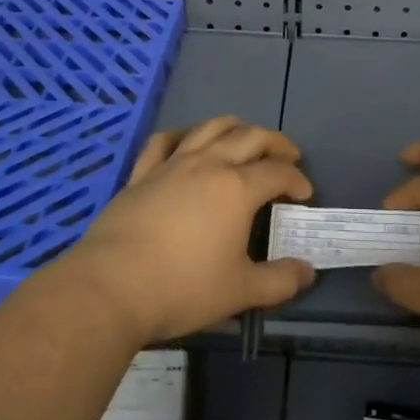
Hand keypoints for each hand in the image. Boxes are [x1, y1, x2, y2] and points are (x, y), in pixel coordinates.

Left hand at [59, 116, 316, 344]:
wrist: (111, 287)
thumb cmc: (182, 288)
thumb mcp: (240, 292)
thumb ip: (280, 281)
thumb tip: (308, 271)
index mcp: (237, 188)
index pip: (277, 172)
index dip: (297, 180)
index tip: (304, 194)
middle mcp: (208, 165)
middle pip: (250, 137)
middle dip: (275, 143)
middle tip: (287, 157)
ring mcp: (172, 164)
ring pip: (210, 128)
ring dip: (235, 128)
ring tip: (246, 139)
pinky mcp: (142, 173)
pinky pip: (164, 141)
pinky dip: (183, 135)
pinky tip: (188, 143)